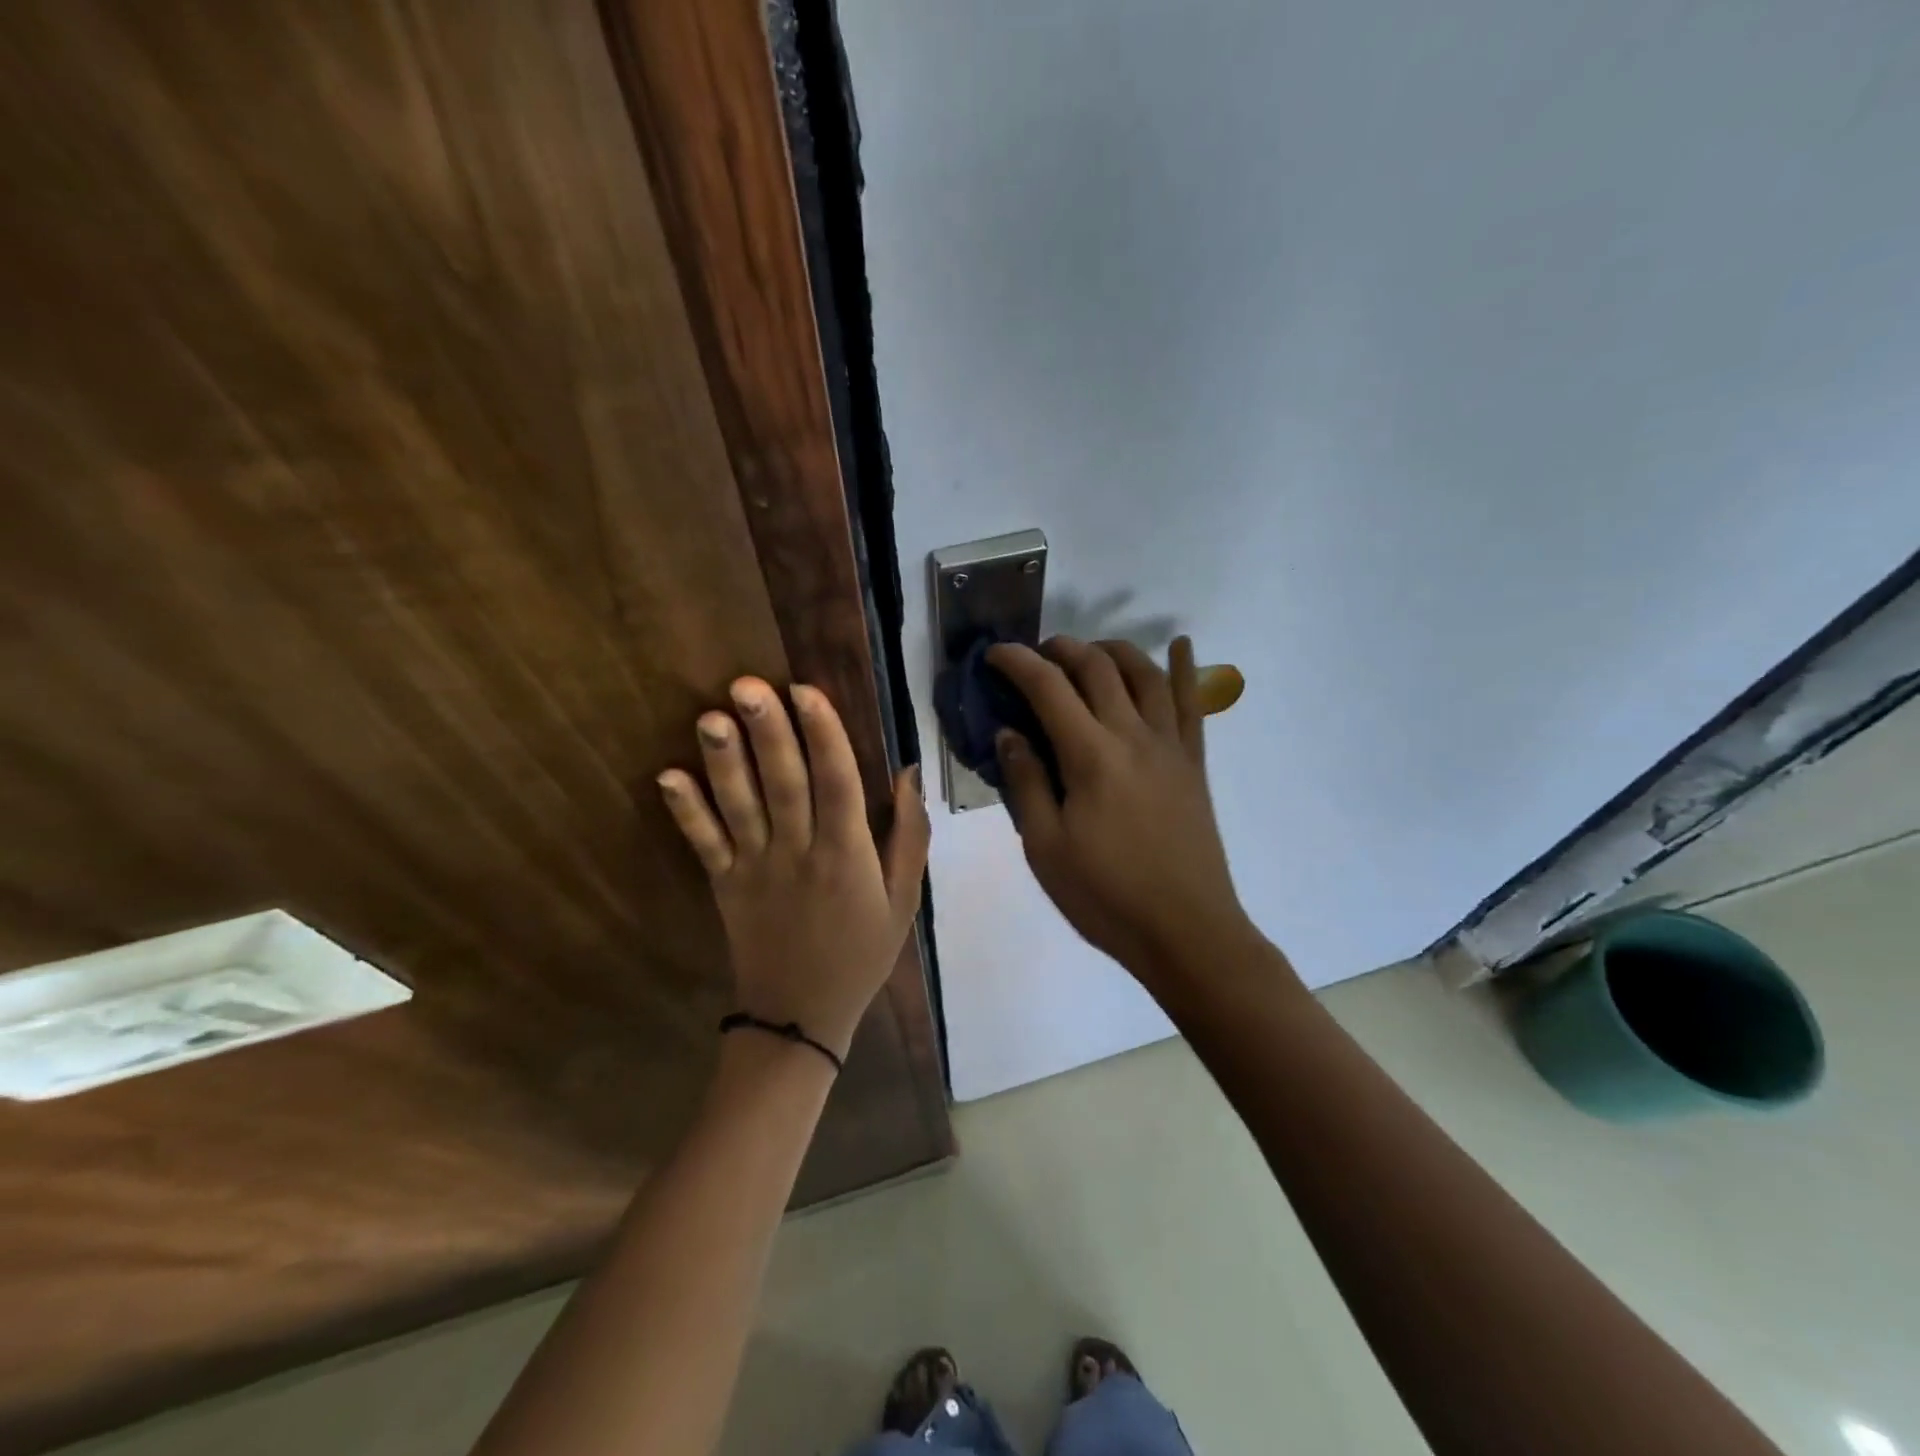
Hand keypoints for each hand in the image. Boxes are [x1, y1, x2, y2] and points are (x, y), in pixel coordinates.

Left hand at [657, 678, 929, 1058]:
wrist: (802, 1015)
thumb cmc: (863, 951)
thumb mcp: (904, 898)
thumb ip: (909, 835)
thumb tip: (908, 771)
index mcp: (848, 855)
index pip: (838, 783)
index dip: (823, 735)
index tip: (806, 691)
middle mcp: (800, 853)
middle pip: (784, 784)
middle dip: (768, 732)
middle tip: (747, 684)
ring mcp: (756, 869)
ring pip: (740, 807)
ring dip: (724, 762)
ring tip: (710, 717)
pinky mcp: (724, 885)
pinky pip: (704, 845)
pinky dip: (686, 812)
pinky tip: (667, 776)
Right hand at [988, 636, 1250, 980]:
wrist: (1186, 932)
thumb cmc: (1106, 896)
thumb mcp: (1046, 848)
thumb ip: (1025, 783)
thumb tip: (1009, 732)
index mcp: (1091, 757)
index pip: (1048, 688)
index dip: (1017, 662)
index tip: (994, 655)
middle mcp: (1133, 736)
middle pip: (1098, 668)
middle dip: (1062, 648)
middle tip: (1037, 654)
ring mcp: (1170, 746)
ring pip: (1146, 673)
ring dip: (1114, 650)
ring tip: (1090, 651)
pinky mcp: (1194, 763)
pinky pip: (1192, 704)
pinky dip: (1186, 669)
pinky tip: (1182, 645)